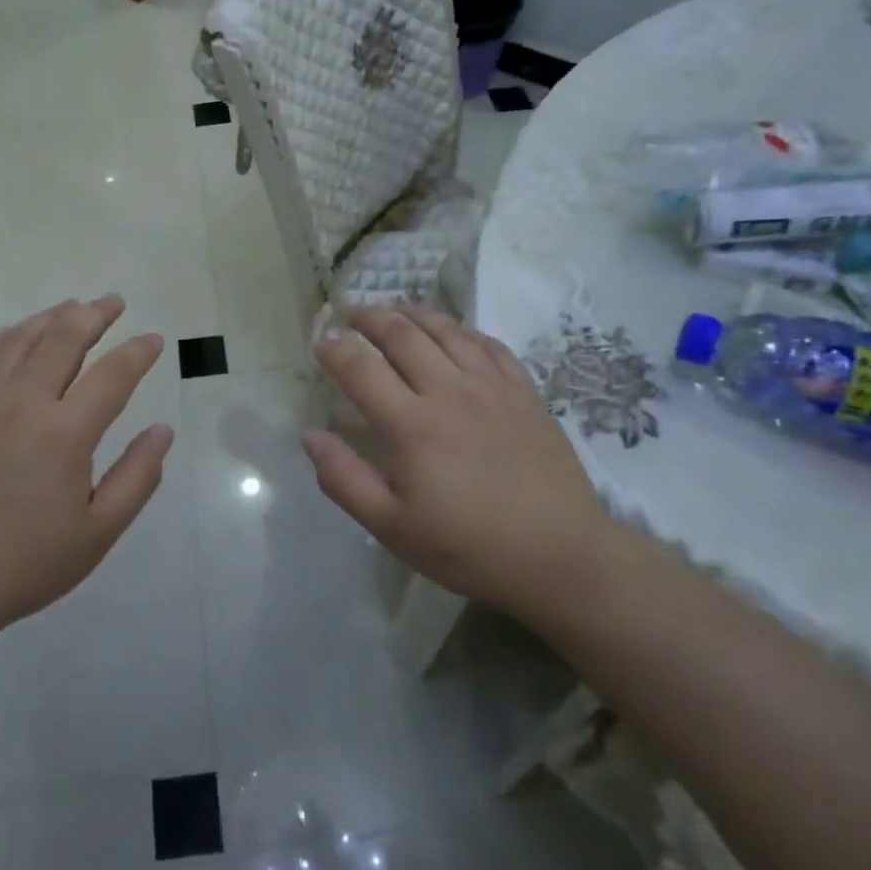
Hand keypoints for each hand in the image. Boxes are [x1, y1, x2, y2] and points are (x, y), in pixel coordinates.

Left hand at [0, 295, 172, 684]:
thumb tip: (162, 430)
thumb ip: (137, 477)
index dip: (138, 352)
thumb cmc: (25, 563)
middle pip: (63, 339)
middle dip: (94, 314)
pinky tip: (13, 335)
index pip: (113, 374)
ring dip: (50, 317)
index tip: (153, 340)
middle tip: (114, 302)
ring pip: (19, 339)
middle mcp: (23, 403)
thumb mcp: (98, 532)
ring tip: (71, 308)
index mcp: (65, 433)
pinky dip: (1, 338)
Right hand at [301, 307, 613, 621]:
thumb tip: (310, 436)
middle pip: (401, 333)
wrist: (561, 557)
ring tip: (392, 312)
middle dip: (368, 316)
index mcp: (412, 425)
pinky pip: (488, 343)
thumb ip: (344, 479)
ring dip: (411, 313)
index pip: (360, 368)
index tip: (320, 343)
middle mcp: (450, 392)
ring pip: (445, 329)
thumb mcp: (393, 528)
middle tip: (349, 314)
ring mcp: (492, 387)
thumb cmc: (469, 548)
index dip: (333, 349)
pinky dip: (461, 330)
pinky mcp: (525, 392)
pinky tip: (450, 333)